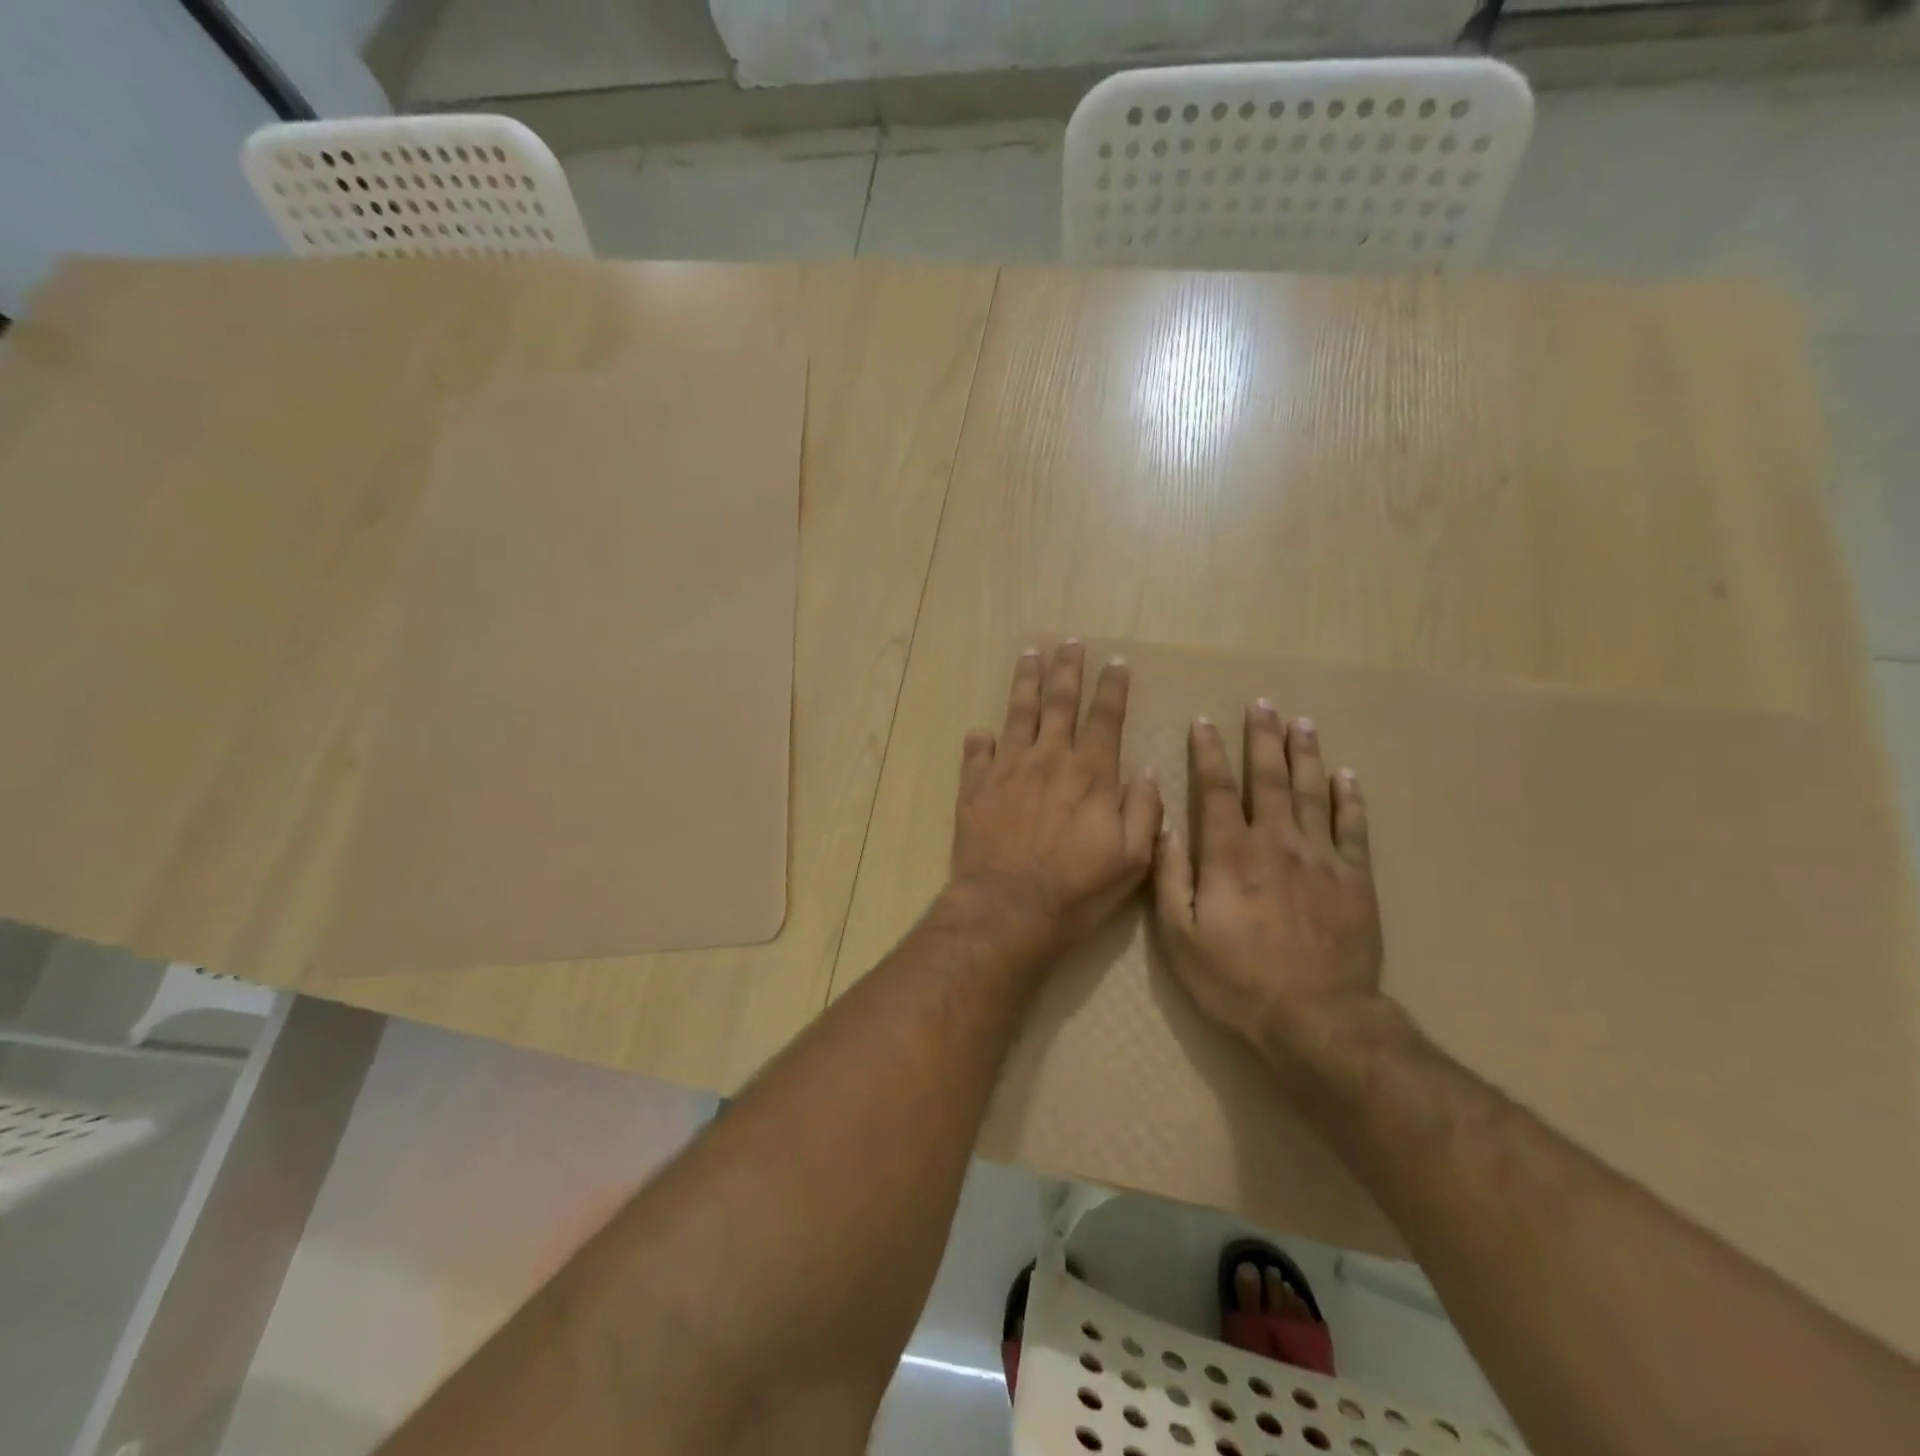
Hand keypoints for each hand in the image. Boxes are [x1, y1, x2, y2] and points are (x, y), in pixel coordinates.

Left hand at [949, 642, 1163, 954]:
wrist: (1007, 908)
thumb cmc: (1076, 889)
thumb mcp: (1132, 860)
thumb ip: (1144, 811)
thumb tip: (1148, 772)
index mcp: (1090, 773)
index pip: (1106, 717)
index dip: (1112, 687)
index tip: (1116, 662)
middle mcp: (1049, 759)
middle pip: (1060, 702)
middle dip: (1067, 669)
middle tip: (1070, 642)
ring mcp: (1008, 769)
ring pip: (1018, 713)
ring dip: (1026, 682)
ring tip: (1030, 654)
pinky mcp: (975, 788)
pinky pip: (977, 753)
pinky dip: (980, 739)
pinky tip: (982, 729)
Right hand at [1152, 704, 1385, 1051]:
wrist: (1316, 1020)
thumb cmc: (1236, 980)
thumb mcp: (1180, 936)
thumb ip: (1170, 876)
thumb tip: (1163, 825)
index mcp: (1229, 854)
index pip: (1215, 789)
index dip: (1207, 753)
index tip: (1203, 722)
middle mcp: (1276, 843)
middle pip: (1267, 779)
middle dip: (1262, 739)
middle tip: (1262, 704)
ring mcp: (1321, 858)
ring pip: (1312, 793)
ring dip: (1305, 755)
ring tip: (1302, 723)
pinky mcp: (1355, 879)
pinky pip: (1354, 829)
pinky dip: (1350, 799)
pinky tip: (1347, 776)